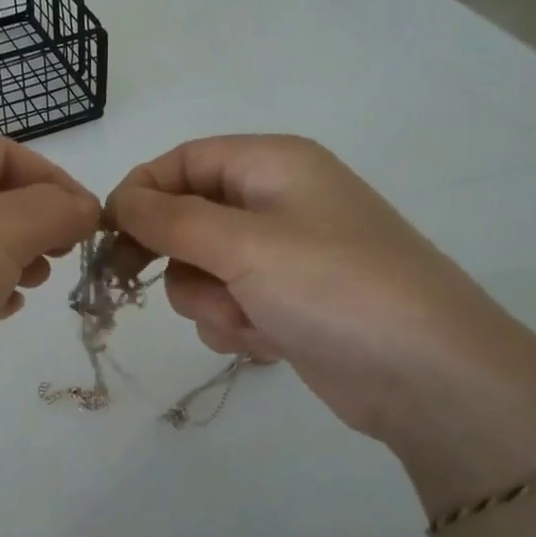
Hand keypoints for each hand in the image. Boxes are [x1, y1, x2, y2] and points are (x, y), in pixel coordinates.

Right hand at [105, 136, 535, 512]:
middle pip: (187, 217)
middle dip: (175, 257)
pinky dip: (237, 325)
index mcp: (272, 164)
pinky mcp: (289, 305)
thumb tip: (118, 199)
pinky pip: (230, 305)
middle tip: (137, 283)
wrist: (427, 375)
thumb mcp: (242, 244)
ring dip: (210, 300)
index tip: (108, 235)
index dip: (141, 192)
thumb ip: (170, 218)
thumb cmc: (333, 287)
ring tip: (247, 318)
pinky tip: (269, 342)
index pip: (184, 160)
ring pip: (203, 270)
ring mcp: (284, 258)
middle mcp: (277, 203)